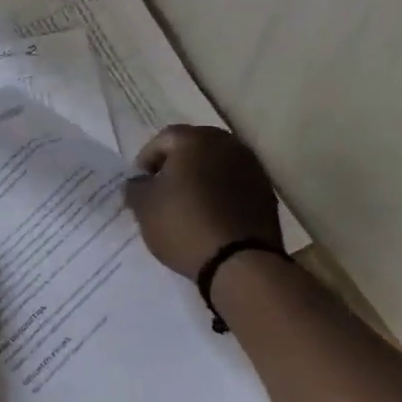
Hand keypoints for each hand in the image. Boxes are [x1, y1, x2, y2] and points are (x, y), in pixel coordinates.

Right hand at [123, 124, 284, 279]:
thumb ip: (135, 187)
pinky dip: (220, 193)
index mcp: (195, 140)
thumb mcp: (144, 208)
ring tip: (187, 205)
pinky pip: (234, 183)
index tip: (141, 185)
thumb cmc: (184, 226)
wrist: (240, 262)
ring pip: (216, 164)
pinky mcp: (265, 191)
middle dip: (175, 166)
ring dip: (200, 178)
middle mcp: (227, 144)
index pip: (163, 139)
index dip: (146, 160)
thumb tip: (139, 182)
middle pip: (193, 147)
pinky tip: (210, 216)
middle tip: (163, 192)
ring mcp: (251, 167)